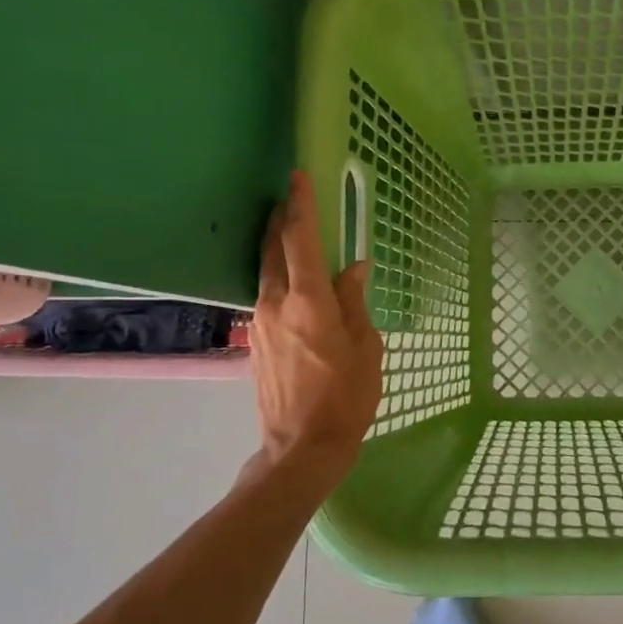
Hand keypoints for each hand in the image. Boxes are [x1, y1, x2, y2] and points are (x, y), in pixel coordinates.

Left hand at [249, 171, 383, 487]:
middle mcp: (276, 303)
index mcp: (309, 302)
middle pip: (273, 248)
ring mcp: (261, 322)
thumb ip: (356, 302)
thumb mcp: (366, 348)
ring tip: (290, 232)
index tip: (298, 176)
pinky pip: (266, 295)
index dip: (301, 205)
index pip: (301, 240)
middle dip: (281, 219)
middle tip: (290, 197)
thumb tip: (353, 269)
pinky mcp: (256, 340)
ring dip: (276, 246)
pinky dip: (277, 276)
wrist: (301, 446)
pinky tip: (291, 281)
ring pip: (265, 271)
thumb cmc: (346, 397)